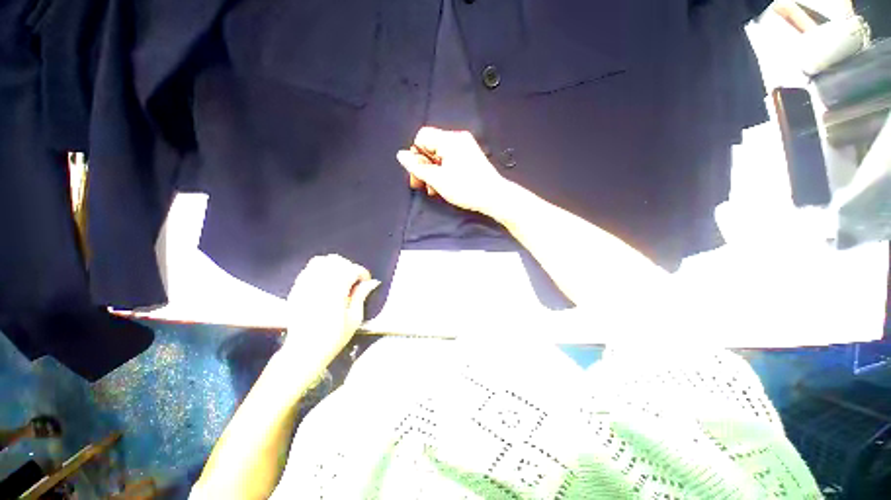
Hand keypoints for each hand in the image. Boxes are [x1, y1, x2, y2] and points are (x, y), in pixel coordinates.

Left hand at [280, 255, 379, 368]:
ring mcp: (305, 285)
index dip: (362, 273)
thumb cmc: (332, 338)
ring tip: (340, 277)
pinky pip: (308, 269)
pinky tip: (325, 281)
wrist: (304, 351)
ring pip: (321, 261)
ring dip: (334, 265)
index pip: (351, 269)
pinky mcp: (296, 289)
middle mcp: (319, 284)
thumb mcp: (354, 319)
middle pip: (337, 261)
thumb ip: (361, 296)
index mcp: (335, 292)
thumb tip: (371, 283)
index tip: (366, 281)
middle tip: (354, 280)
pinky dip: (319, 269)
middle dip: (349, 267)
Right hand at [396, 127, 506, 214]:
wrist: (494, 196)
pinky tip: (443, 185)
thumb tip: (401, 155)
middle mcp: (458, 139)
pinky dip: (444, 171)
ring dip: (433, 171)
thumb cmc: (466, 188)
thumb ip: (417, 167)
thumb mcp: (437, 179)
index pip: (422, 137)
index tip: (418, 174)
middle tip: (422, 185)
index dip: (416, 155)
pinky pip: (450, 160)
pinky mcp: (470, 157)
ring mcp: (466, 147)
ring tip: (433, 189)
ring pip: (440, 155)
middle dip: (424, 166)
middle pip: (430, 147)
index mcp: (449, 140)